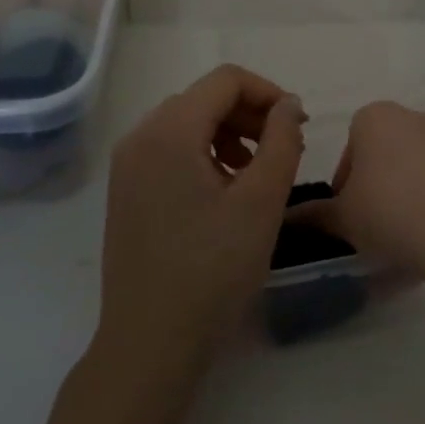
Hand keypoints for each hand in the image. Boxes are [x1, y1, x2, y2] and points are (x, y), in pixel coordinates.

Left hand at [97, 65, 306, 369]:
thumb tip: (289, 105)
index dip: (269, 93)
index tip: (298, 126)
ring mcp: (127, 167)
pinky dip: (205, 155)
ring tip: (257, 173)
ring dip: (229, 135)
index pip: (225, 81)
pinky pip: (170, 152)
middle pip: (203, 99)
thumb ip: (282, 141)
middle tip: (284, 150)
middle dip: (250, 114)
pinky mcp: (126, 194)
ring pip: (187, 125)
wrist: (151, 342)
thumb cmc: (213, 268)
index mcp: (169, 132)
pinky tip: (226, 193)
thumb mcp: (262, 201)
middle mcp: (140, 138)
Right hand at [313, 101, 424, 291]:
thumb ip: (315, 215)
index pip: (349, 146)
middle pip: (384, 153)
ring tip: (404, 237)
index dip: (344, 183)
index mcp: (373, 117)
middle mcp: (412, 116)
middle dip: (376, 187)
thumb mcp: (343, 218)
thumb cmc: (389, 210)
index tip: (347, 213)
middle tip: (372, 226)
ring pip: (415, 168)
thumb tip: (288, 217)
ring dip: (405, 195)